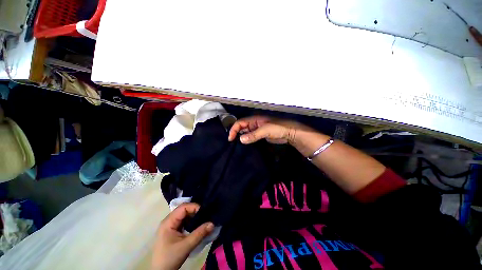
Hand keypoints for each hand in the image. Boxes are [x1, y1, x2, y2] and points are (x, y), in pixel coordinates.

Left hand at [151, 203, 213, 269]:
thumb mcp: (186, 246)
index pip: (183, 207)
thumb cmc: (170, 258)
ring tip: (204, 219)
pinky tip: (197, 225)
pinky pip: (184, 221)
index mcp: (168, 222)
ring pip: (184, 215)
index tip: (205, 212)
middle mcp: (169, 221)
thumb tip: (213, 223)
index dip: (194, 207)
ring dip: (194, 216)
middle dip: (195, 211)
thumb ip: (200, 233)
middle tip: (206, 215)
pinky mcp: (173, 230)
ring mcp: (170, 225)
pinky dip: (191, 221)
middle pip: (184, 209)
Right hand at [228, 116, 308, 144]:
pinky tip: (245, 144)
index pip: (240, 122)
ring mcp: (257, 129)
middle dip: (236, 133)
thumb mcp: (265, 130)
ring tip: (236, 144)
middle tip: (232, 142)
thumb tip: (240, 139)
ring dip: (241, 137)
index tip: (230, 139)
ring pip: (246, 132)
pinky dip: (247, 140)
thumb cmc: (278, 128)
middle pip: (242, 127)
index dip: (234, 129)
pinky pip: (251, 136)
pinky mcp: (260, 135)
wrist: (290, 133)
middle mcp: (254, 123)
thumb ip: (253, 135)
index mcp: (254, 119)